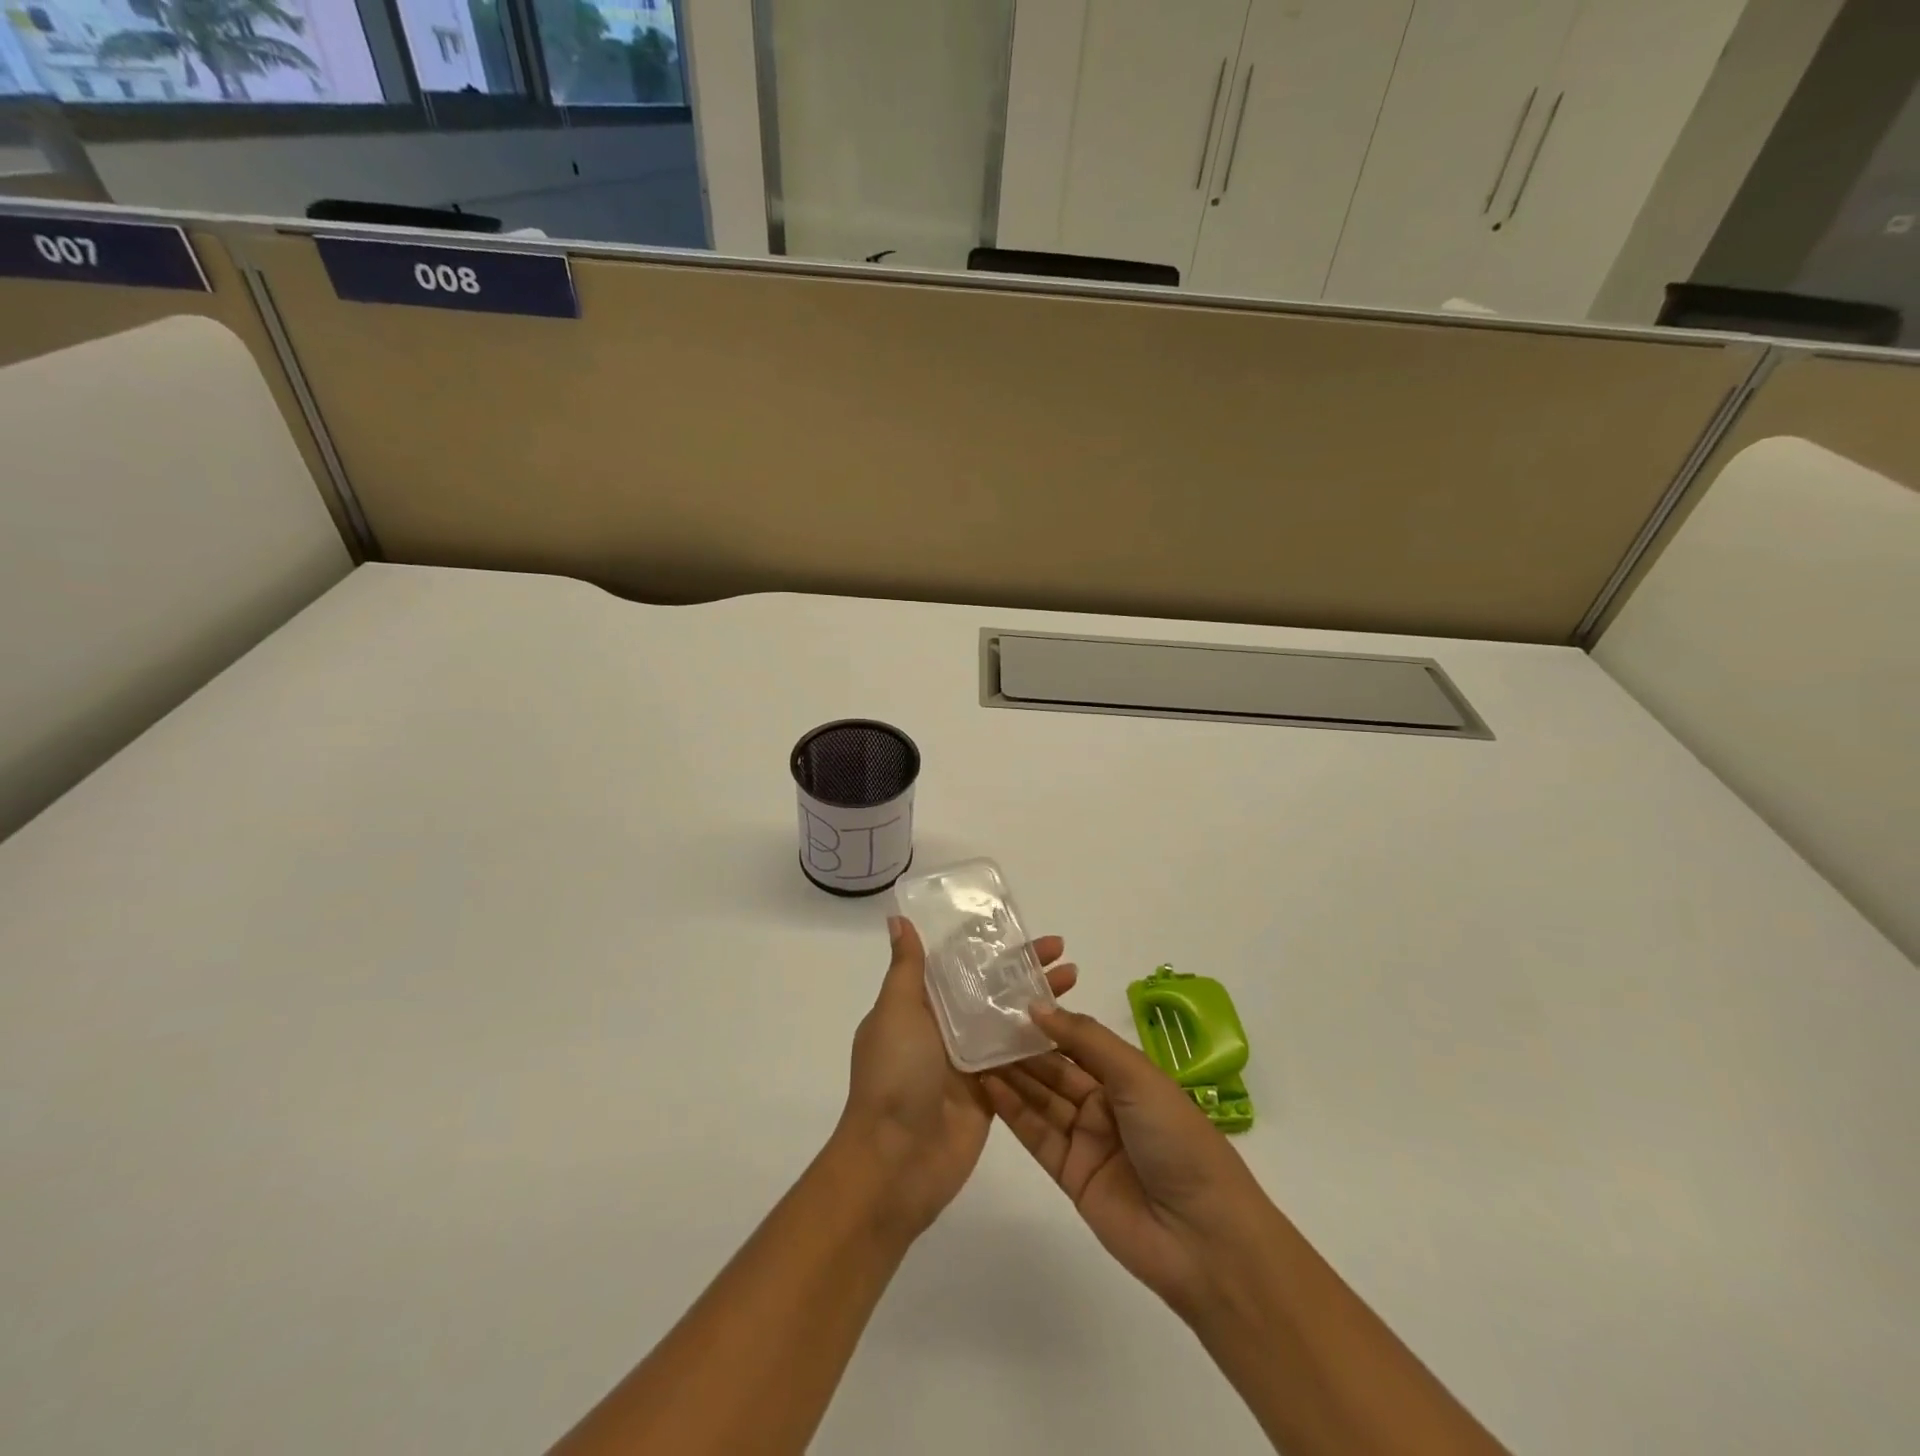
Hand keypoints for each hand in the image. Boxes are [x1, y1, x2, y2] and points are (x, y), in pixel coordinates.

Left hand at [834, 917, 1077, 1238]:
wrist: (895, 1161)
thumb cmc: (894, 1075)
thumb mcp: (895, 1011)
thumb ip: (907, 967)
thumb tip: (898, 919)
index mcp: (919, 1005)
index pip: (958, 962)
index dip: (987, 942)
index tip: (1017, 925)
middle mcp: (945, 1027)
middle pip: (990, 988)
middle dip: (1023, 967)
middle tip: (1060, 950)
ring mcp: (970, 1061)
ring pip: (1009, 1019)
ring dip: (1039, 998)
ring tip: (1073, 978)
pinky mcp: (992, 1092)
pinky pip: (1019, 1058)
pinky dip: (1041, 1040)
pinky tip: (1070, 1023)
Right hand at [983, 1004, 1274, 1320]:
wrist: (1203, 1237)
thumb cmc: (1177, 1138)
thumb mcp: (1136, 1076)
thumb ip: (1084, 1040)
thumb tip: (1036, 1006)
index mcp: (1127, 1076)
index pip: (1077, 1042)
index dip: (1045, 1023)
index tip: (1006, 1000)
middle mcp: (1105, 1104)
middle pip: (1055, 1070)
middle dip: (1021, 1048)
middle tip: (979, 1022)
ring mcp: (1087, 1140)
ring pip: (1042, 1100)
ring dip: (1011, 1075)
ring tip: (973, 1047)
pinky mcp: (1070, 1175)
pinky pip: (1037, 1135)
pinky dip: (1013, 1111)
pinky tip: (988, 1084)